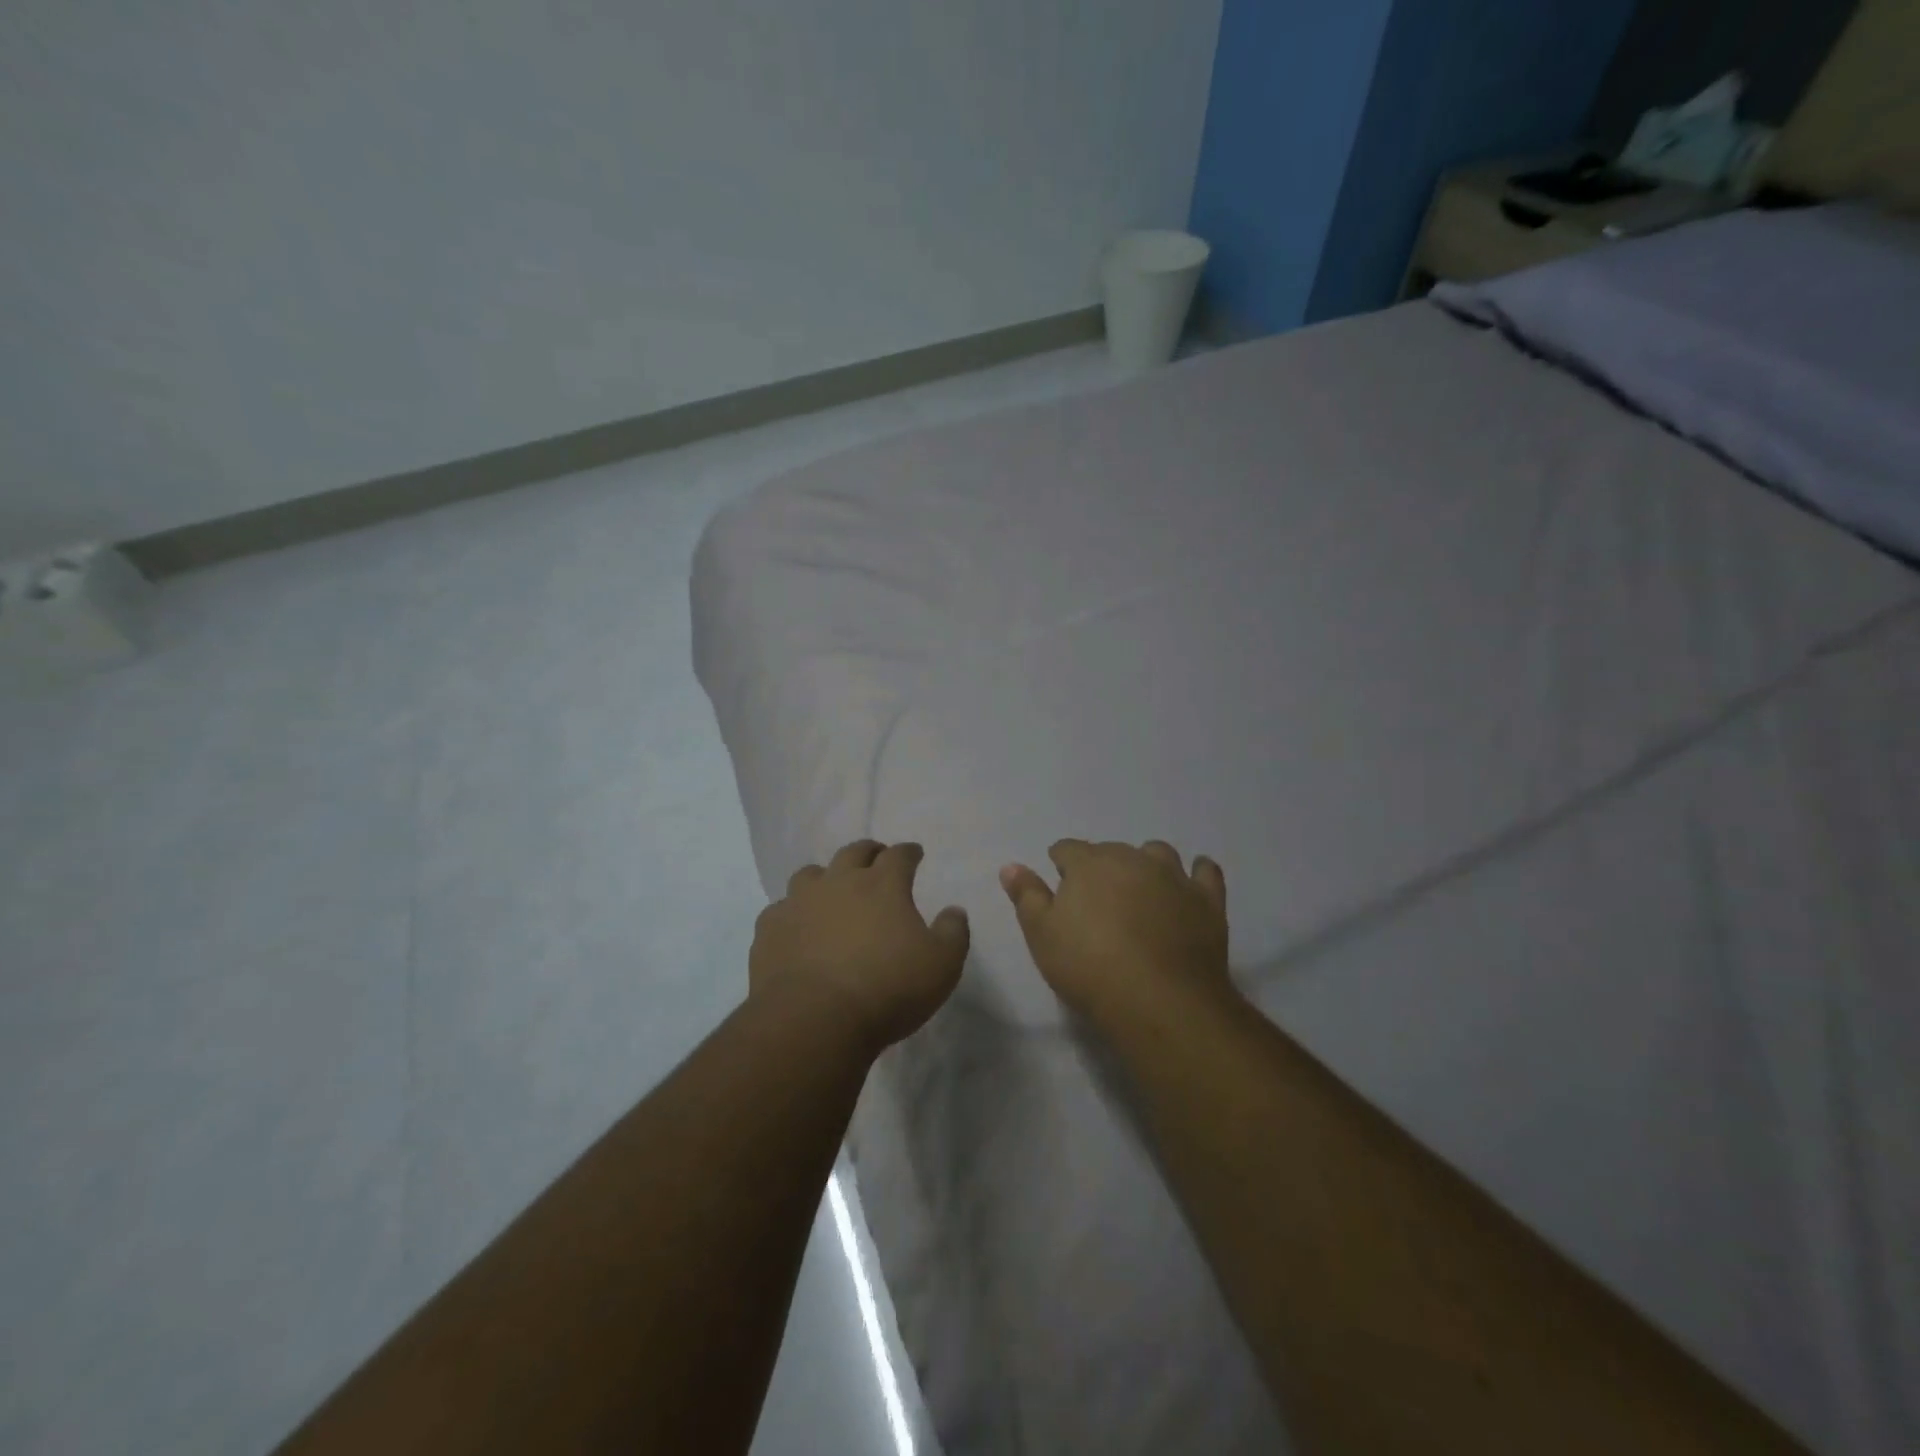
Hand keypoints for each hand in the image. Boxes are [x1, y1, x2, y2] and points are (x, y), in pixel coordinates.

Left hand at [750, 839, 969, 1053]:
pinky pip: (781, 910)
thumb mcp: (942, 965)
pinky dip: (793, 913)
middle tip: (876, 858)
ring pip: (810, 874)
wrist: (814, 1020)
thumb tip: (954, 911)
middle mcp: (839, 882)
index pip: (899, 855)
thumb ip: (953, 933)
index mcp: (882, 884)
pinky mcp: (769, 930)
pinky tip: (797, 928)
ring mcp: (799, 903)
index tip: (915, 854)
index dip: (909, 852)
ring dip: (825, 877)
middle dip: (869, 852)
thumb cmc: (887, 989)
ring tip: (831, 891)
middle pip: (854, 852)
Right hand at [1000, 839, 1230, 1024]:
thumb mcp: (1042, 935)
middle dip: (1101, 866)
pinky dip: (1198, 872)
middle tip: (1097, 899)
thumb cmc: (1089, 967)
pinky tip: (1193, 879)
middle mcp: (1131, 859)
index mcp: (1088, 864)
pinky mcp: (1207, 900)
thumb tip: (1011, 865)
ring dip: (1146, 863)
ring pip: (1157, 854)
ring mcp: (1174, 876)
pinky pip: (1206, 872)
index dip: (1061, 863)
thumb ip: (1026, 896)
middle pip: (1112, 851)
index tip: (1059, 881)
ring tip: (1141, 888)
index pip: (1068, 849)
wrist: (1159, 999)